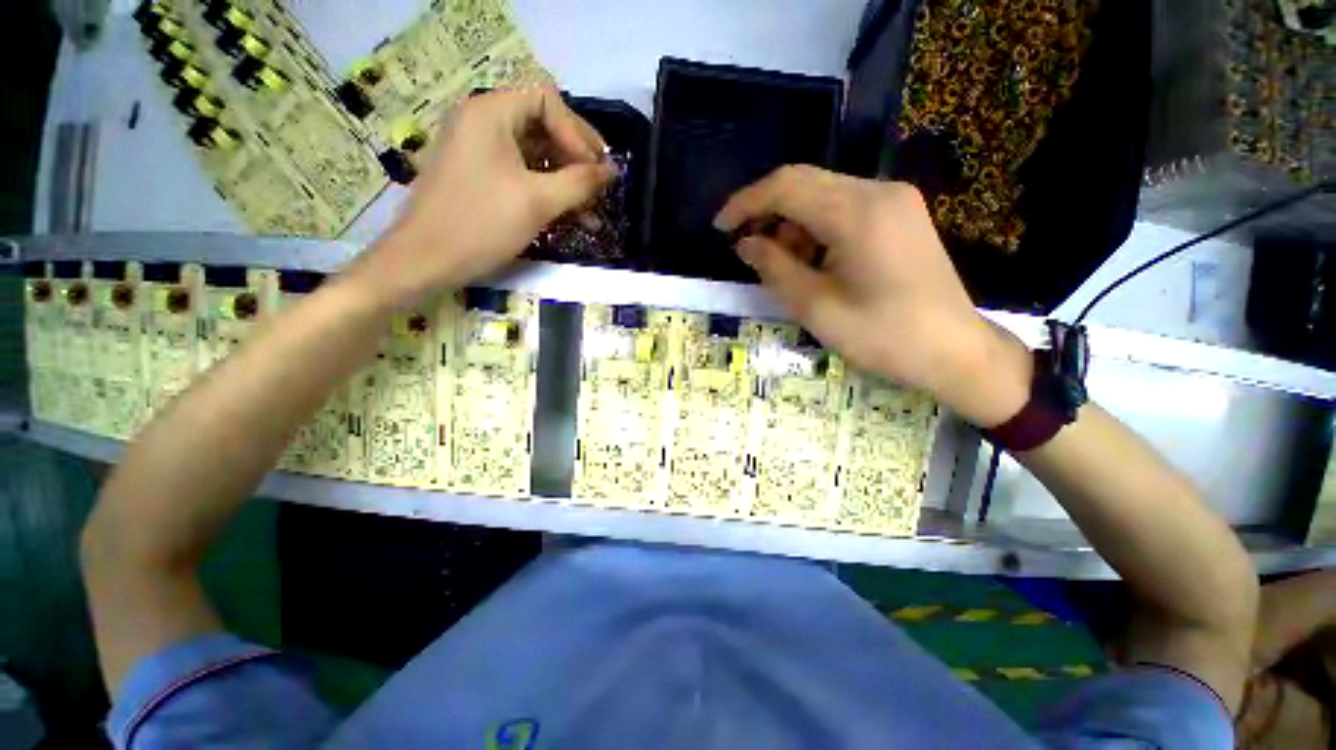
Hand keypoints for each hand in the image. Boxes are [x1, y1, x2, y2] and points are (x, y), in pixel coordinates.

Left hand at [348, 89, 613, 307]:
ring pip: (535, 152)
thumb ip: (579, 182)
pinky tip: (569, 213)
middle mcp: (483, 121)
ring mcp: (479, 149)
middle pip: (543, 124)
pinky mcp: (480, 175)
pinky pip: (522, 172)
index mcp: (491, 112)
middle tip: (600, 184)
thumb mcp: (538, 202)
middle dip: (576, 156)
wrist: (426, 260)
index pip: (548, 101)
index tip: (596, 169)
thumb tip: (611, 171)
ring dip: (566, 177)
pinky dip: (547, 189)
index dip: (578, 134)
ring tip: (591, 207)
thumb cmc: (481, 224)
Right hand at [714, 165, 1030, 426]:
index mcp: (858, 213)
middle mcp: (878, 191)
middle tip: (742, 246)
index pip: (786, 186)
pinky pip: (844, 207)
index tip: (719, 227)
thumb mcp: (816, 308)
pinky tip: (810, 260)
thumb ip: (775, 268)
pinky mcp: (900, 214)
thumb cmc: (883, 336)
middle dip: (765, 210)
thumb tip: (745, 244)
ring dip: (791, 222)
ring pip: (823, 194)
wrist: (954, 351)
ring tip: (778, 263)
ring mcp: (894, 200)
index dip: (746, 202)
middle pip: (804, 182)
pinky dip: (815, 228)